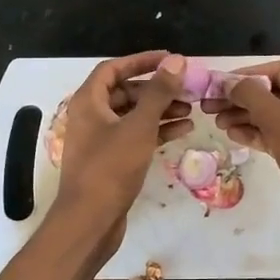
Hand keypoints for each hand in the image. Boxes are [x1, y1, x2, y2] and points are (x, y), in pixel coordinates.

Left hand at [52, 51, 190, 241]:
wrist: (89, 221)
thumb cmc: (111, 168)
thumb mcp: (139, 126)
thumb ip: (159, 92)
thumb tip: (176, 60)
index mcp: (88, 102)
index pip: (113, 69)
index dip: (141, 61)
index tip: (170, 59)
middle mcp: (91, 116)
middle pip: (125, 92)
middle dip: (157, 89)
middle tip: (187, 88)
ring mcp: (100, 140)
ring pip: (133, 115)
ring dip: (160, 110)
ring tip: (191, 109)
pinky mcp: (111, 161)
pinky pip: (135, 136)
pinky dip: (156, 130)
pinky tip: (183, 130)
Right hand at [211, 61, 279, 279]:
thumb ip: (253, 97)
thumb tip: (230, 82)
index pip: (279, 70)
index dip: (247, 74)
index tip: (218, 83)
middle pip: (272, 93)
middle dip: (241, 97)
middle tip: (209, 104)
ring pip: (271, 116)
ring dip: (243, 115)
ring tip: (215, 120)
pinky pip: (274, 136)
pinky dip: (253, 133)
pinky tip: (231, 134)